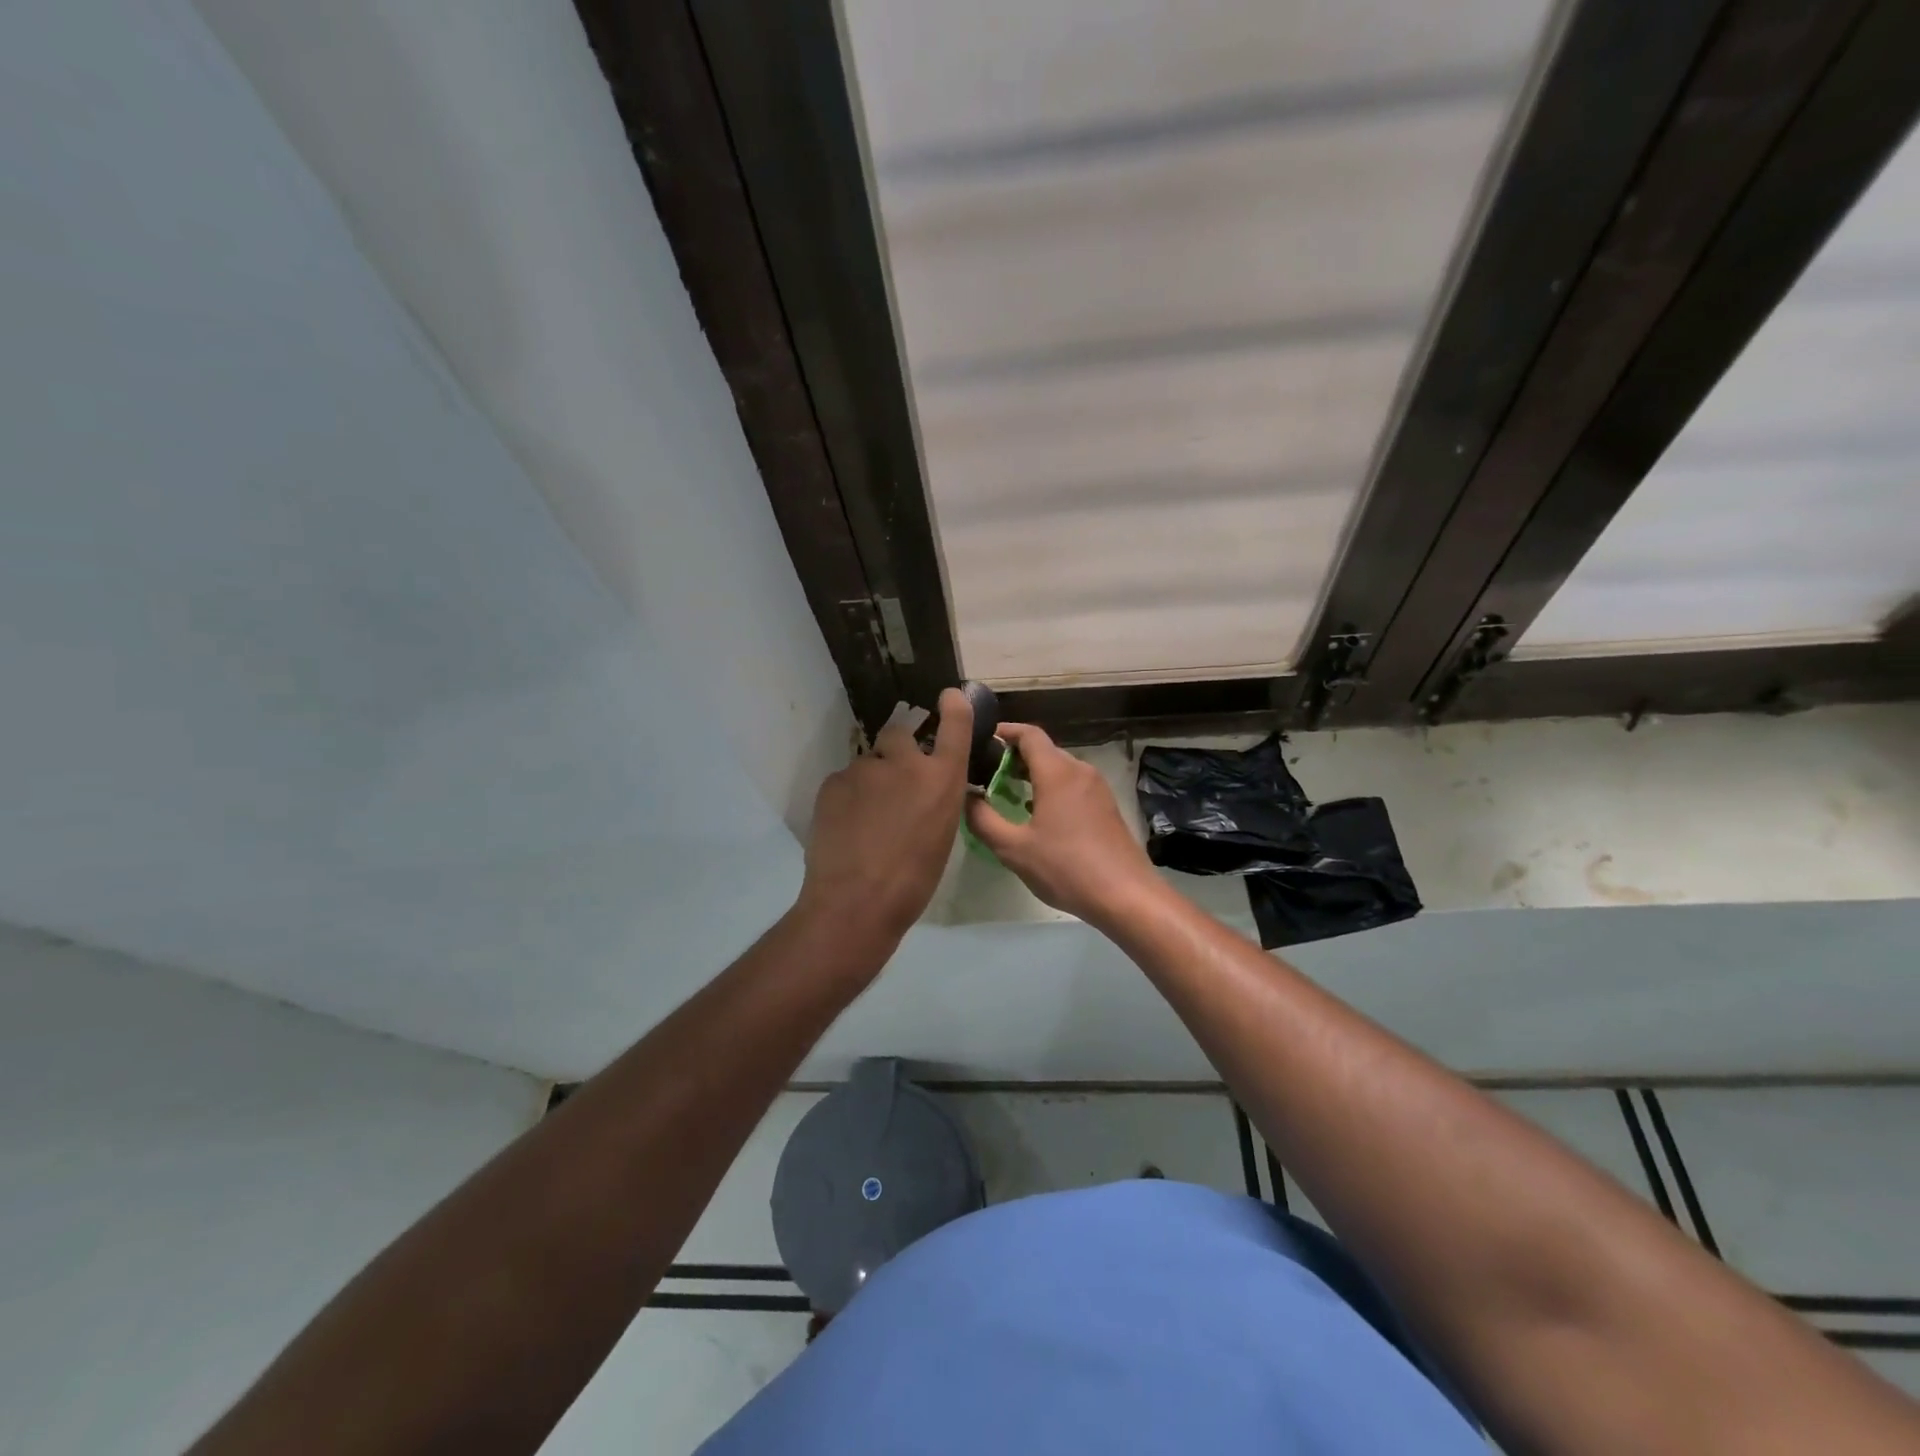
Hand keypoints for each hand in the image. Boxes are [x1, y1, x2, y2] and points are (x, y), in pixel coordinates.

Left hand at [798, 688, 972, 941]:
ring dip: (870, 781)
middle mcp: (906, 763)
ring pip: (868, 763)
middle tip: (893, 781)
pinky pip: (844, 781)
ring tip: (865, 820)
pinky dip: (847, 797)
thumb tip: (924, 791)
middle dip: (898, 748)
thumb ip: (935, 800)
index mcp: (942, 780)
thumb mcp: (942, 836)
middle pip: (900, 733)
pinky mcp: (833, 782)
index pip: (955, 726)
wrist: (856, 902)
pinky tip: (845, 827)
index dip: (954, 706)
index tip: (949, 695)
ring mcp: (865, 769)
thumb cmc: (913, 881)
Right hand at [965, 722, 1160, 927]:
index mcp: (1057, 772)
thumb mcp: (1014, 849)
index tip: (981, 741)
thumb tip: (965, 797)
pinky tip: (1035, 814)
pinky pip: (1072, 786)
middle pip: (1044, 750)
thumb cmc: (1066, 868)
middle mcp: (1080, 771)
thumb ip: (983, 820)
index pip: (1029, 734)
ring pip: (1059, 769)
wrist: (1126, 896)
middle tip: (984, 773)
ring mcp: (1097, 789)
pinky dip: (1050, 789)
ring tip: (1004, 793)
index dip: (1004, 732)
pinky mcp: (1106, 807)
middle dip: (1013, 756)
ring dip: (1032, 775)